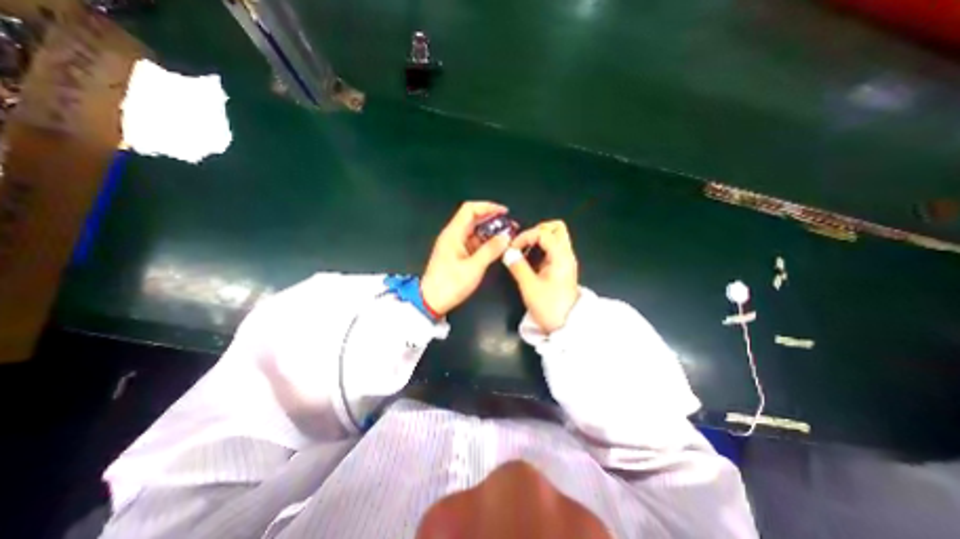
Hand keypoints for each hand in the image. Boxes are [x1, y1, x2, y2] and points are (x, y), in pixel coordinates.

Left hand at [419, 200, 509, 315]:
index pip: (470, 209)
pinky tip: (497, 248)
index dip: (488, 207)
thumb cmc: (449, 284)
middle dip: (493, 220)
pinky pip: (473, 243)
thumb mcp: (473, 267)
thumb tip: (506, 237)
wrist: (431, 301)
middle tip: (510, 226)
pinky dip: (486, 243)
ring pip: (475, 232)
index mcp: (453, 234)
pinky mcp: (457, 254)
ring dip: (491, 232)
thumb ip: (491, 250)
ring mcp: (455, 245)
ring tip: (507, 237)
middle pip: (474, 219)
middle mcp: (453, 236)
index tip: (504, 212)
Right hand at [505, 219, 580, 331]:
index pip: (543, 233)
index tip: (513, 248)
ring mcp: (565, 261)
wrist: (566, 326)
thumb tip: (507, 252)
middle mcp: (566, 254)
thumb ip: (518, 266)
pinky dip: (540, 249)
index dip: (525, 236)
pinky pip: (552, 249)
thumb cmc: (549, 307)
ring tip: (523, 252)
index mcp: (561, 257)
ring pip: (555, 237)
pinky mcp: (561, 268)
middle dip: (536, 231)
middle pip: (556, 228)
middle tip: (522, 244)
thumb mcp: (530, 287)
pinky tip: (528, 261)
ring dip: (538, 240)